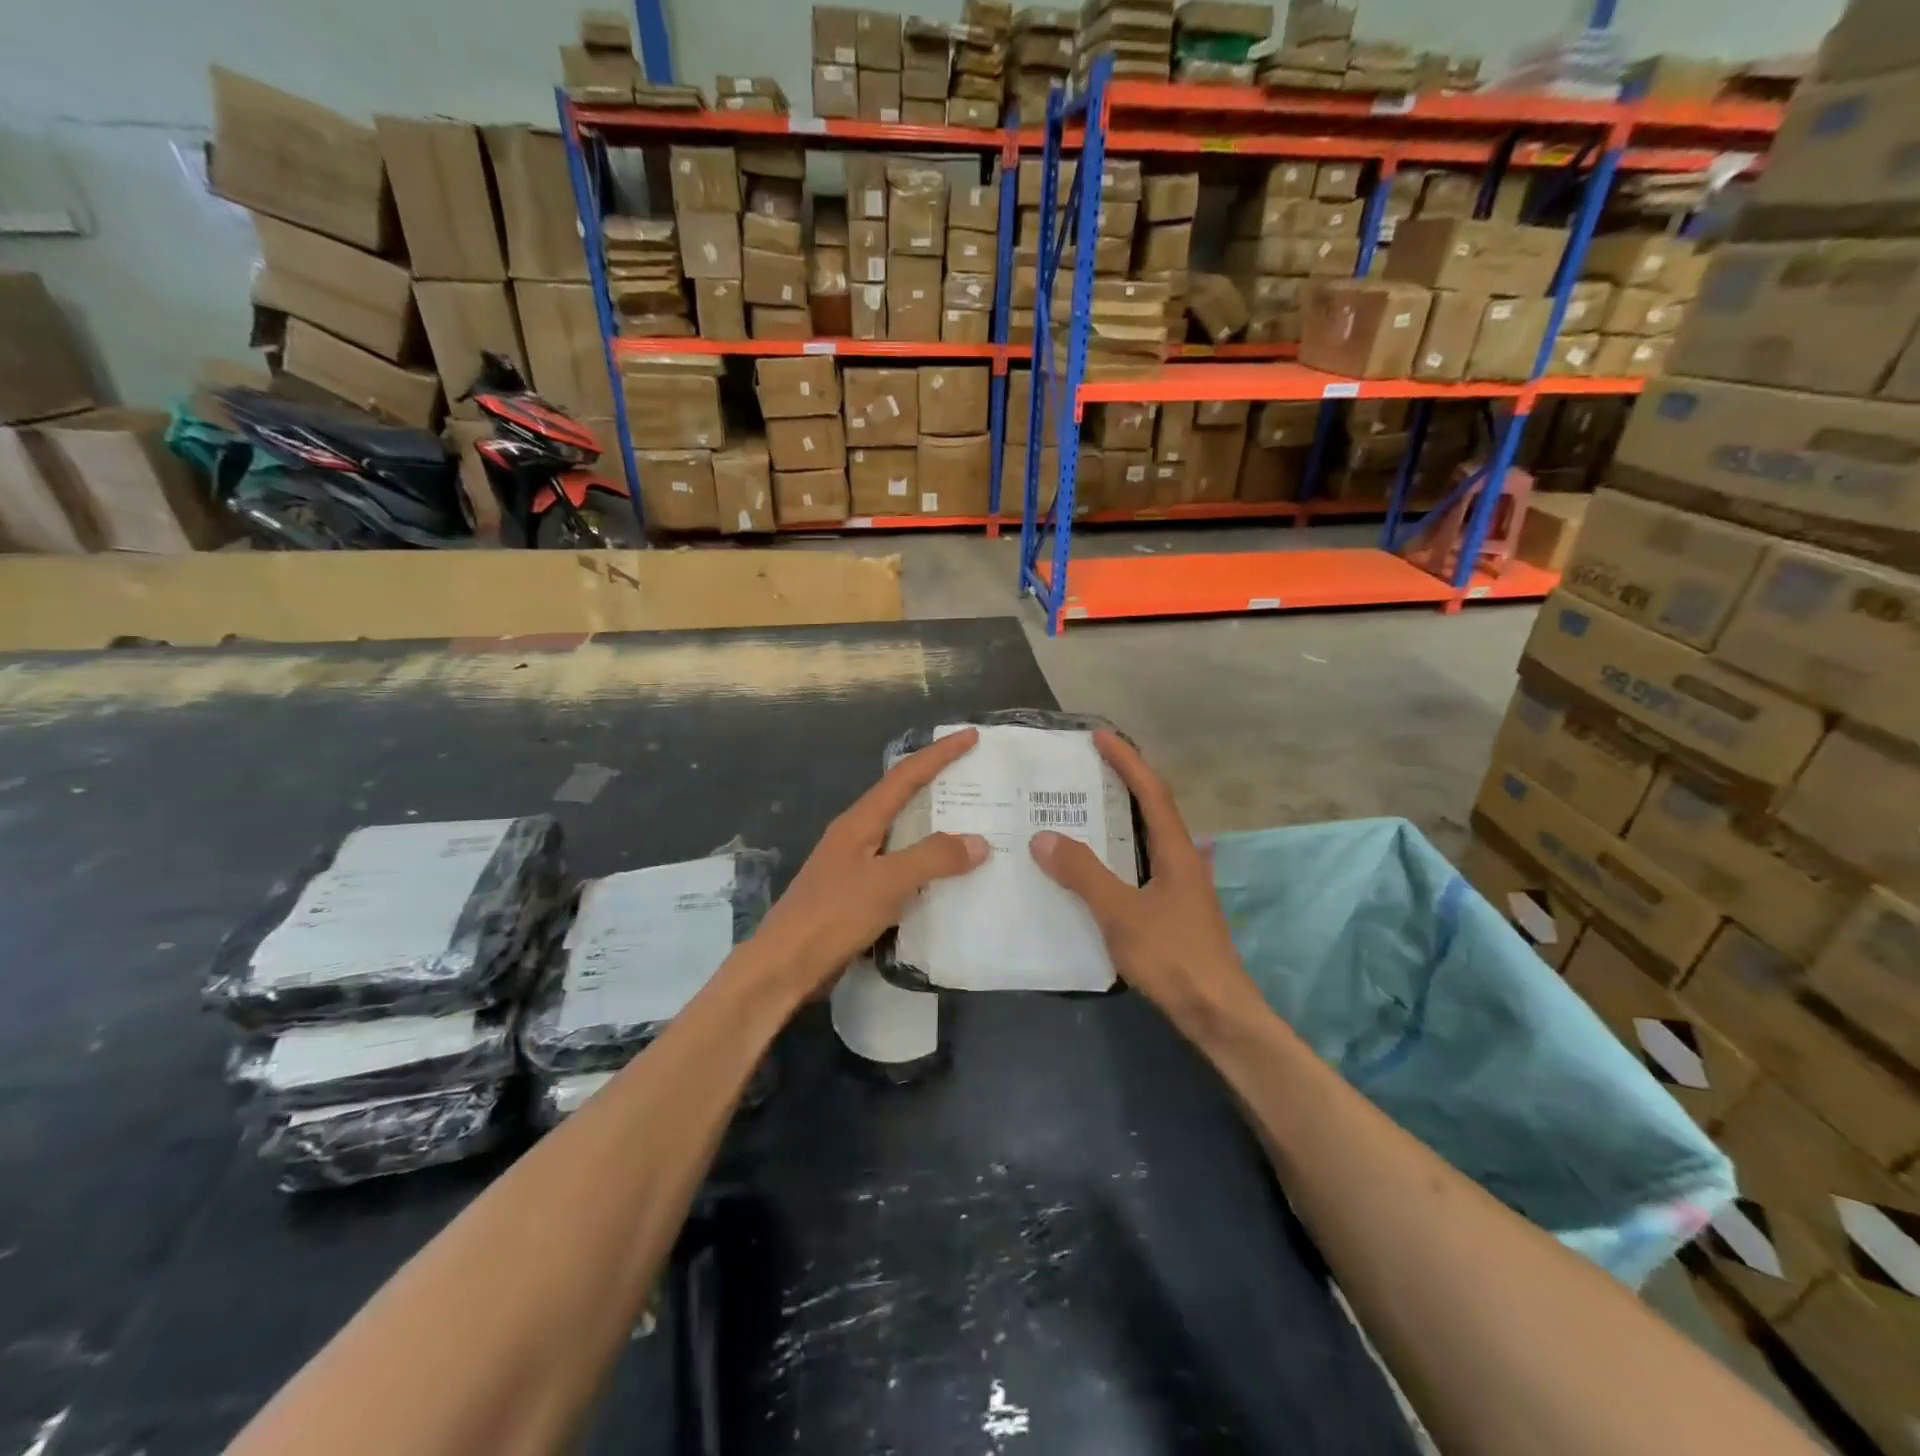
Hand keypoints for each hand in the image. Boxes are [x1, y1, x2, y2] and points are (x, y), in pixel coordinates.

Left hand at [747, 728, 988, 996]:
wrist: (785, 965)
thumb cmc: (833, 915)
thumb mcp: (887, 882)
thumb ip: (932, 858)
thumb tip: (978, 842)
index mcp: (859, 821)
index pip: (904, 776)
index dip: (938, 754)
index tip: (969, 736)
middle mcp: (857, 835)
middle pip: (902, 799)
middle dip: (938, 785)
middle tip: (976, 780)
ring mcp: (855, 865)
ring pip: (902, 835)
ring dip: (934, 827)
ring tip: (972, 826)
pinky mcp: (857, 894)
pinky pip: (900, 868)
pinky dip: (926, 864)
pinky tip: (946, 878)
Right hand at [1029, 731, 1260, 1035]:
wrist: (1217, 1013)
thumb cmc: (1173, 957)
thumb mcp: (1121, 913)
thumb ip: (1083, 874)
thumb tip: (1044, 837)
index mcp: (1176, 851)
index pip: (1152, 792)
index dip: (1127, 761)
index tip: (1100, 736)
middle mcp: (1183, 860)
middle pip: (1153, 808)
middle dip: (1124, 782)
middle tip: (1087, 767)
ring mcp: (1181, 886)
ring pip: (1147, 838)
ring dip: (1121, 817)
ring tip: (1084, 808)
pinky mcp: (1174, 910)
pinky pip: (1141, 865)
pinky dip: (1118, 851)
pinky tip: (1096, 866)